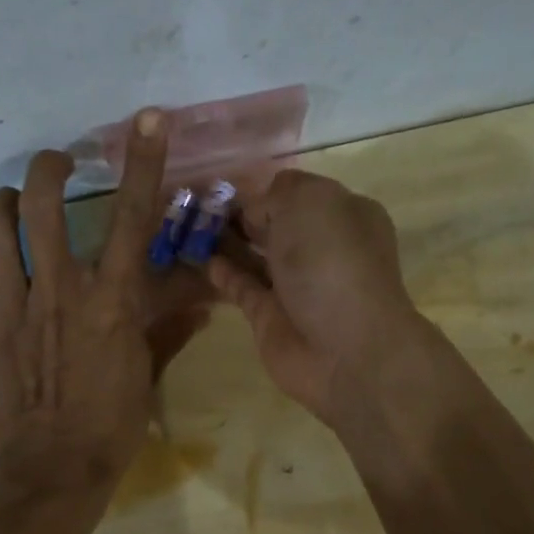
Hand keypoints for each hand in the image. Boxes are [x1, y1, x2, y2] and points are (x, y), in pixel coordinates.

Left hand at [0, 111, 208, 492]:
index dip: (143, 163)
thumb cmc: (112, 424)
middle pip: (44, 208)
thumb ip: (169, 329)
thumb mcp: (147, 372)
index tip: (146, 120)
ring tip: (6, 204)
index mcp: (110, 301)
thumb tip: (203, 302)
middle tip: (54, 164)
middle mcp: (60, 292)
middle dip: (48, 170)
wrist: (55, 470)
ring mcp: (12, 310)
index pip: (133, 220)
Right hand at [206, 169, 421, 424]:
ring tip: (188, 227)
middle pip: (276, 224)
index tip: (227, 185)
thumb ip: (276, 196)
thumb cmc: (332, 261)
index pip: (298, 192)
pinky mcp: (271, 315)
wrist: (345, 347)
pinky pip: (242, 286)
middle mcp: (322, 248)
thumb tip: (255, 213)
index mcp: (343, 214)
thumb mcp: (308, 202)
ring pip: (256, 255)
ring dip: (226, 241)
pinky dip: (222, 272)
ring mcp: (296, 284)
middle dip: (242, 215)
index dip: (265, 189)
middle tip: (197, 205)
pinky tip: (198, 258)